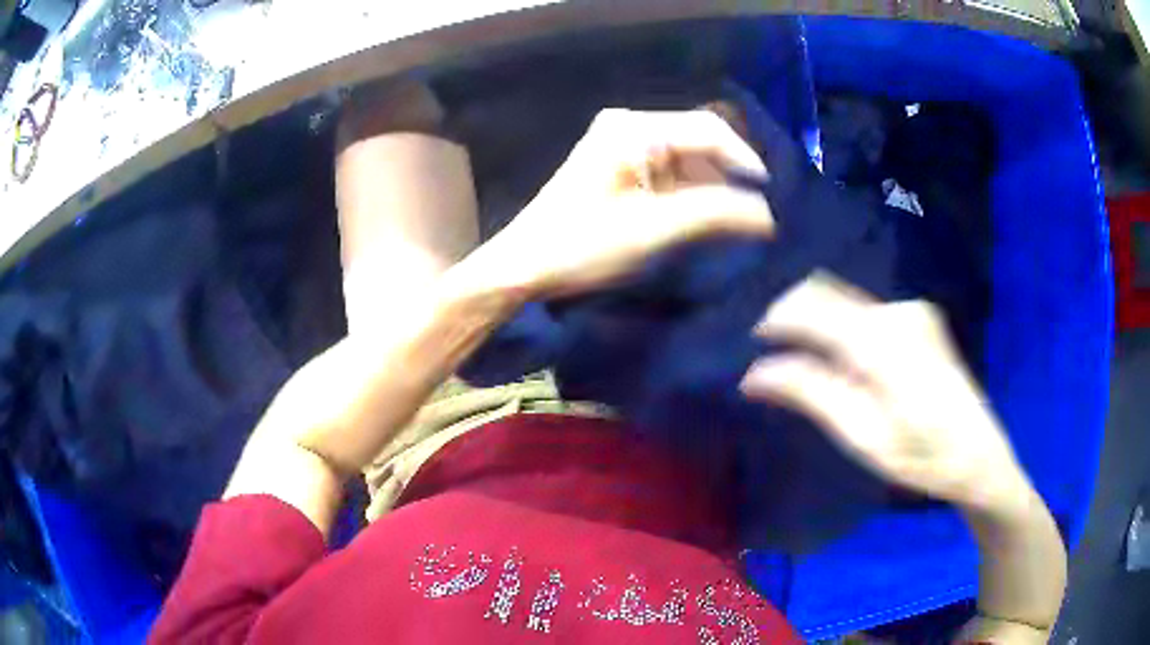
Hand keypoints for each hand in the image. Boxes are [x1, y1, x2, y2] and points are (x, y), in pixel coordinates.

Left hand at [486, 108, 774, 297]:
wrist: (524, 267)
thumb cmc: (583, 246)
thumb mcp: (654, 230)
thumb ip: (715, 215)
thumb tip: (767, 215)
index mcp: (634, 129)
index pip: (707, 130)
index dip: (745, 161)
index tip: (771, 198)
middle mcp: (629, 126)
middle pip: (698, 141)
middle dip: (730, 175)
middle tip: (760, 210)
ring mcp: (621, 145)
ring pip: (687, 158)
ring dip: (713, 186)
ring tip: (740, 218)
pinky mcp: (618, 167)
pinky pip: (669, 171)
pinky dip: (692, 193)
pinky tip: (707, 217)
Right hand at [740, 272, 1028, 510]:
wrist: (980, 456)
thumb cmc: (922, 459)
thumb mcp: (863, 436)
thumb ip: (811, 394)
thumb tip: (754, 374)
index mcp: (884, 342)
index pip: (812, 307)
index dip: (773, 319)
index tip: (746, 342)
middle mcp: (898, 312)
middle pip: (826, 292)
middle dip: (790, 315)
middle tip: (766, 352)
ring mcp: (912, 311)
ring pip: (844, 299)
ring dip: (815, 322)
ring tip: (794, 357)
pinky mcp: (919, 318)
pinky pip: (863, 309)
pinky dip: (839, 326)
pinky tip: (834, 358)